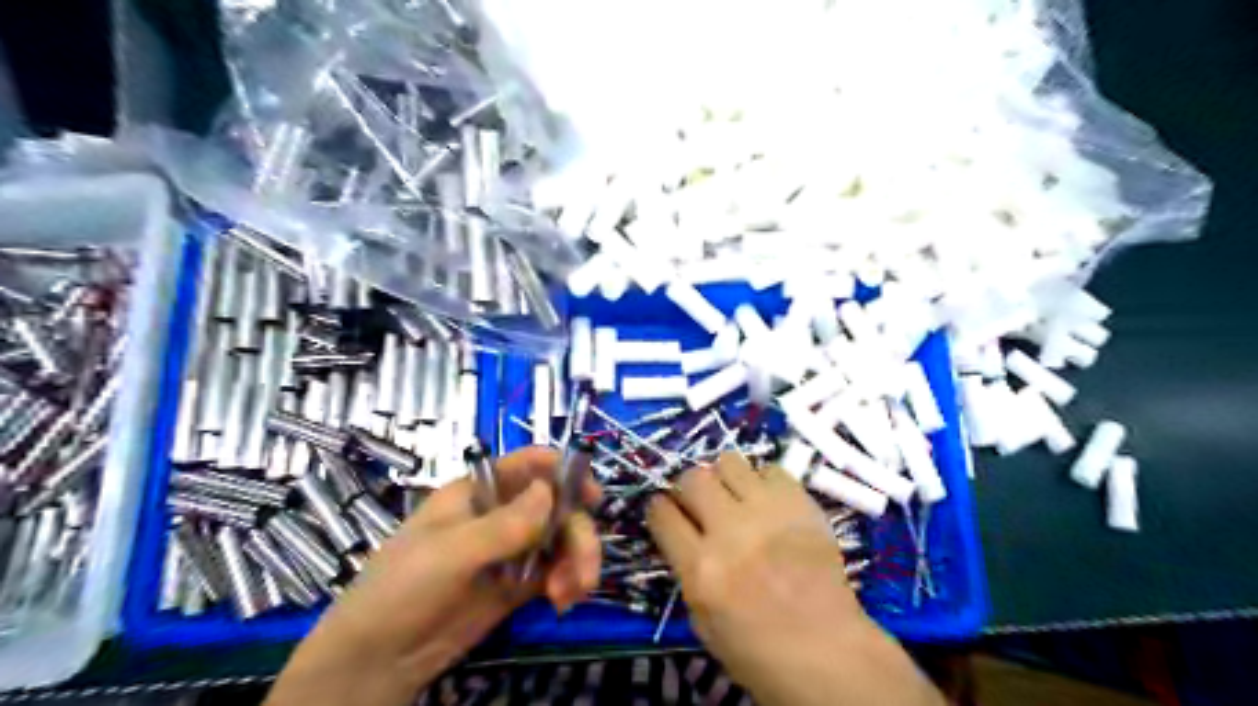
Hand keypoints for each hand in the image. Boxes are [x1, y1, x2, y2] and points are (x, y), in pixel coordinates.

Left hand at [268, 447, 601, 705]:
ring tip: (569, 594)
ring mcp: (511, 549)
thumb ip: (504, 524)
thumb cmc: (403, 588)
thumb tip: (550, 491)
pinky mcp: (518, 583)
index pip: (528, 465)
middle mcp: (501, 513)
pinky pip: (556, 570)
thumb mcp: (451, 552)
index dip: (563, 471)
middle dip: (576, 533)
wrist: (377, 659)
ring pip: (562, 539)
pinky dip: (568, 581)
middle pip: (557, 506)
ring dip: (577, 561)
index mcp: (479, 491)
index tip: (591, 496)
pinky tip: (563, 602)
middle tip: (584, 567)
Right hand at [649, 454, 942, 704]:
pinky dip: (763, 481)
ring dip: (724, 477)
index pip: (662, 513)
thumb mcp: (702, 620)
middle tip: (701, 503)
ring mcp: (768, 512)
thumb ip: (687, 568)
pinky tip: (768, 502)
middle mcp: (730, 531)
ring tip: (734, 496)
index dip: (660, 509)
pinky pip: (770, 469)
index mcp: (701, 569)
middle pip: (693, 478)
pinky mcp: (800, 503)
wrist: (827, 651)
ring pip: (728, 461)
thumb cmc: (758, 650)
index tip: (667, 512)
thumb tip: (682, 530)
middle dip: (689, 488)